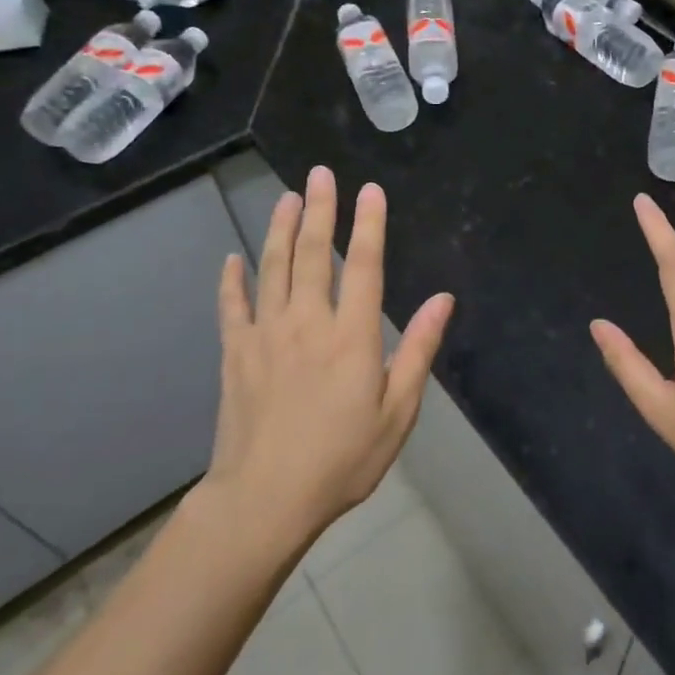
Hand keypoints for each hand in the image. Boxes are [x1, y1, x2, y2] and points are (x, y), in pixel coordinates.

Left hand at [204, 166, 453, 541]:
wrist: (264, 500)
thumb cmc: (342, 460)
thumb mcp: (397, 412)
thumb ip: (418, 350)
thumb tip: (443, 299)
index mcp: (351, 336)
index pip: (364, 265)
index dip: (369, 224)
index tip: (370, 190)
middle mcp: (307, 323)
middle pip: (314, 254)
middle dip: (320, 210)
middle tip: (319, 174)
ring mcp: (266, 335)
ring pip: (272, 268)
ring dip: (280, 230)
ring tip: (286, 198)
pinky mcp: (236, 353)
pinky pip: (231, 306)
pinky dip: (231, 279)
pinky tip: (232, 258)